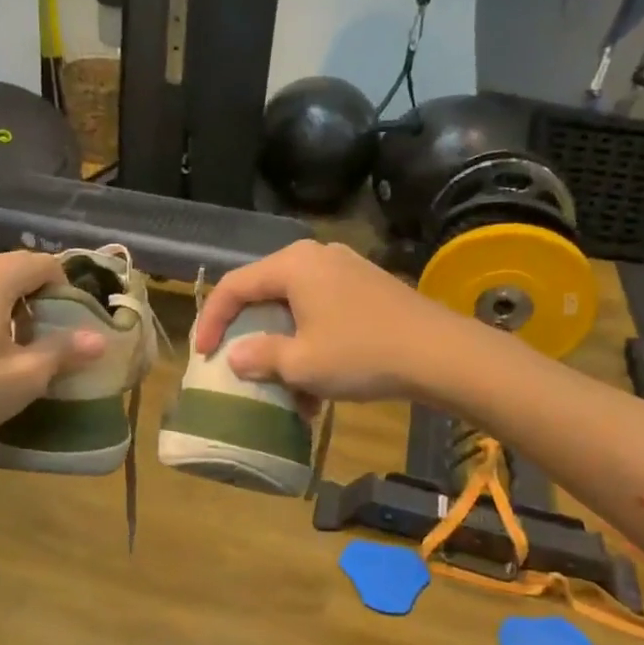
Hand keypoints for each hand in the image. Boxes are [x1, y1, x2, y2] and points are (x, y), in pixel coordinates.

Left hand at [0, 253, 105, 459]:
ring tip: (10, 346)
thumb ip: (64, 351)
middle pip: (10, 269)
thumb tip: (99, 339)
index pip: (41, 263)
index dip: (63, 287)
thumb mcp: (25, 377)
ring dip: (4, 305)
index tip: (70, 320)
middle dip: (34, 296)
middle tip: (45, 337)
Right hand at [194, 240, 460, 402]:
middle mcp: (316, 257)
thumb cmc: (361, 354)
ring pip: (296, 308)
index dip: (212, 320)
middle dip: (251, 335)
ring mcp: (345, 270)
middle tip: (238, 364)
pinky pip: (323, 312)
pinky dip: (312, 343)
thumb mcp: (302, 363)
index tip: (203, 354)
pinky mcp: (367, 287)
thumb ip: (261, 357)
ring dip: (285, 347)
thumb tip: (237, 357)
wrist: (440, 354)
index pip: (235, 286)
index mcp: (293, 264)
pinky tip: (320, 384)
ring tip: (285, 388)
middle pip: (266, 293)